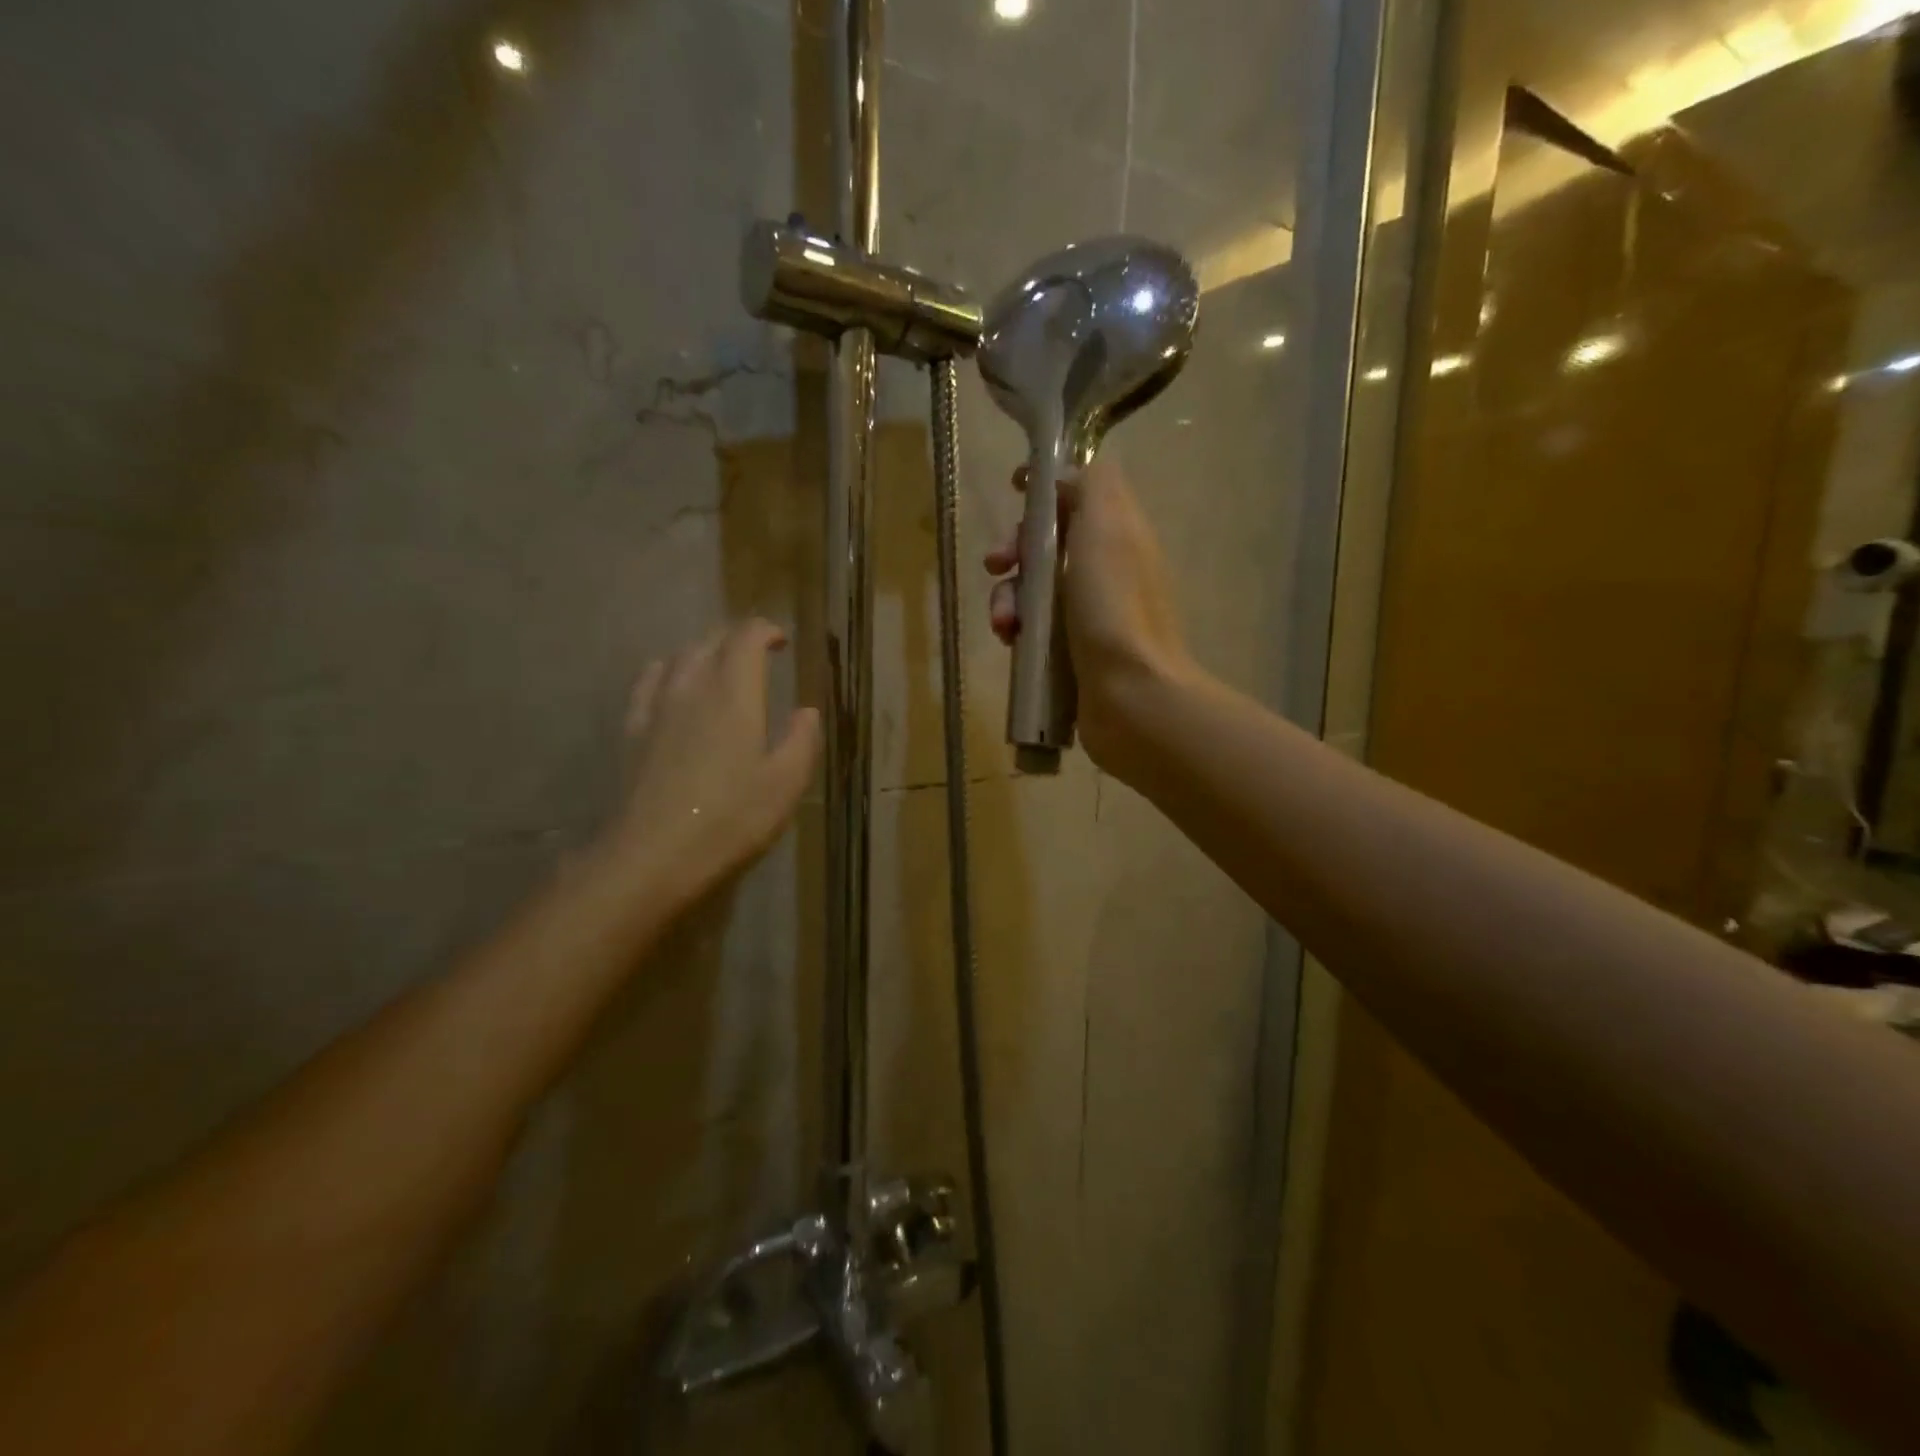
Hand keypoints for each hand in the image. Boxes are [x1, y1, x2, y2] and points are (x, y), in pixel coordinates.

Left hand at [602, 620, 820, 907]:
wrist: (654, 854)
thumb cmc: (731, 818)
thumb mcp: (786, 784)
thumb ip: (802, 740)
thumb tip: (807, 712)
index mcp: (735, 694)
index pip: (747, 637)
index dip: (766, 631)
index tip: (782, 642)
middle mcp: (694, 686)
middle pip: (711, 640)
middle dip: (737, 637)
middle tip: (758, 653)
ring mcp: (657, 706)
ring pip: (679, 656)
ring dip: (704, 651)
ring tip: (720, 667)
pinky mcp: (633, 730)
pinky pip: (649, 681)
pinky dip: (667, 671)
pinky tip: (672, 686)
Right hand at [985, 458, 1194, 774]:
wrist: (1130, 695)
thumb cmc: (1114, 605)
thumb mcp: (1107, 524)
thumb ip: (1091, 484)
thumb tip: (1064, 478)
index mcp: (1118, 534)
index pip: (1079, 496)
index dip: (1046, 489)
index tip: (1015, 490)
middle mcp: (1106, 570)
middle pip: (1048, 543)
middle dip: (1015, 549)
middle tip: (996, 563)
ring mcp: (1089, 616)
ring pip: (1034, 590)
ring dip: (1007, 598)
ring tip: (1003, 623)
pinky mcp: (1072, 654)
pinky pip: (1033, 630)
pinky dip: (1016, 631)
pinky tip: (1009, 644)